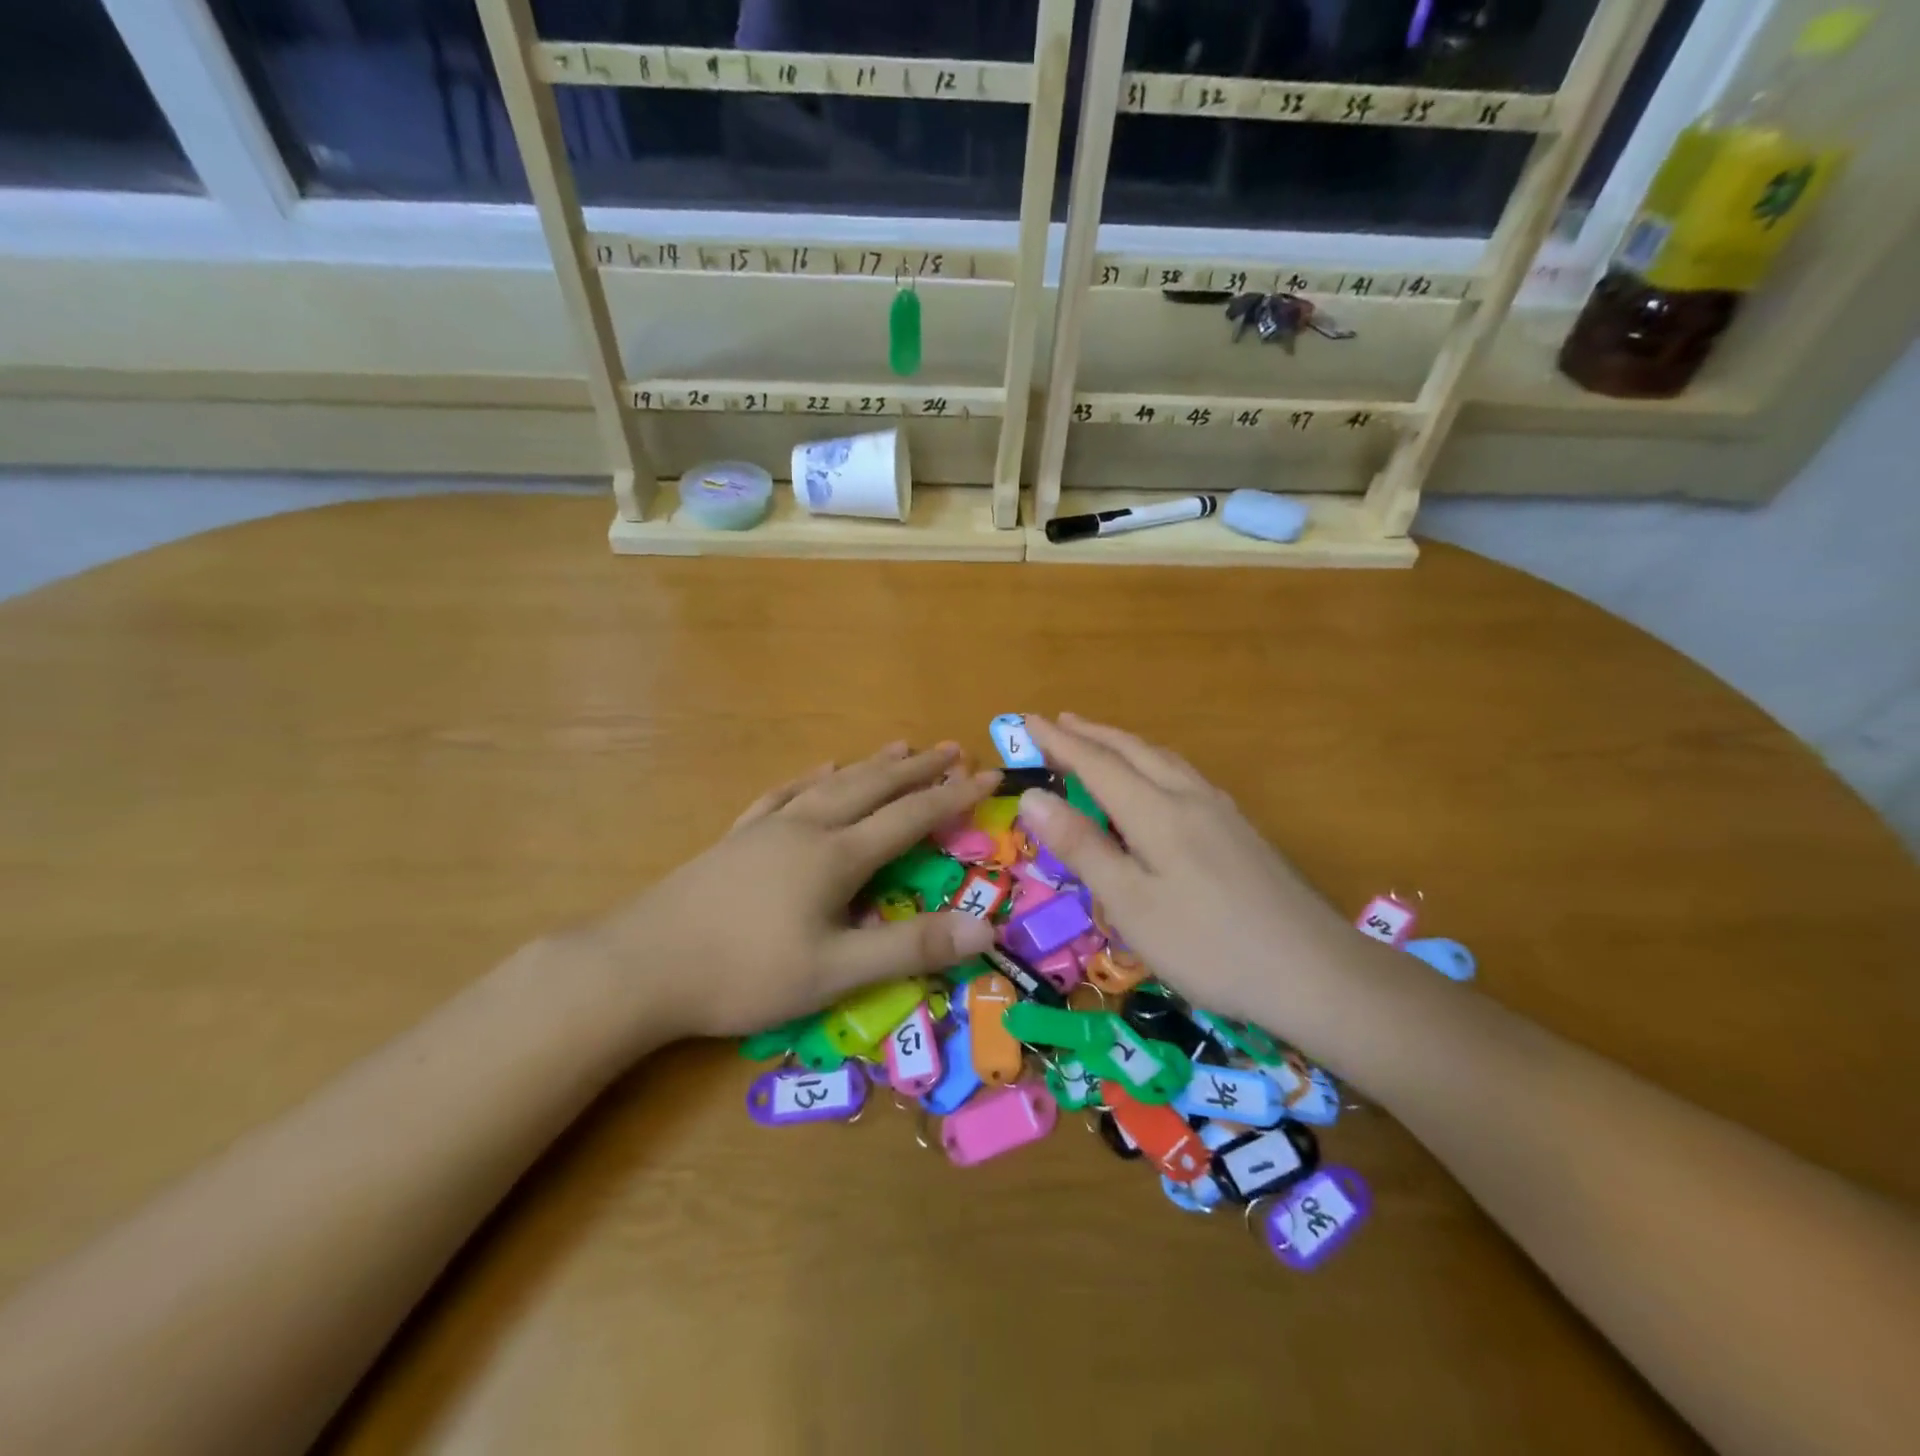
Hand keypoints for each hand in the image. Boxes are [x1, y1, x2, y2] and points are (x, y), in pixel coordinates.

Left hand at [587, 742, 1000, 1037]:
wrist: (640, 966)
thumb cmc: (743, 974)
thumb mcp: (834, 971)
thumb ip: (910, 947)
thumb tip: (985, 926)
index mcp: (836, 855)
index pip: (910, 817)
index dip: (953, 796)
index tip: (990, 775)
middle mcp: (807, 828)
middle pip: (872, 787)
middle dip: (917, 769)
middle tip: (953, 749)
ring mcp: (767, 829)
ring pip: (831, 784)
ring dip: (871, 765)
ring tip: (899, 747)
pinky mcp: (737, 839)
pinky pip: (784, 795)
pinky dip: (811, 778)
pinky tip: (819, 771)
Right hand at [1017, 714, 1355, 1028]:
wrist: (1316, 972)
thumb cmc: (1208, 945)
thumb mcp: (1132, 904)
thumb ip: (1083, 847)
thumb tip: (1033, 796)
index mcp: (1158, 812)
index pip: (1097, 764)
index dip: (1060, 742)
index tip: (1029, 721)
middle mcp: (1191, 798)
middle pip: (1134, 752)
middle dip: (1093, 735)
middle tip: (1060, 722)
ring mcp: (1223, 813)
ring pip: (1165, 761)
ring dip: (1126, 745)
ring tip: (1102, 743)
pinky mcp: (1243, 832)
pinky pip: (1186, 777)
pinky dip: (1155, 764)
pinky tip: (1161, 782)